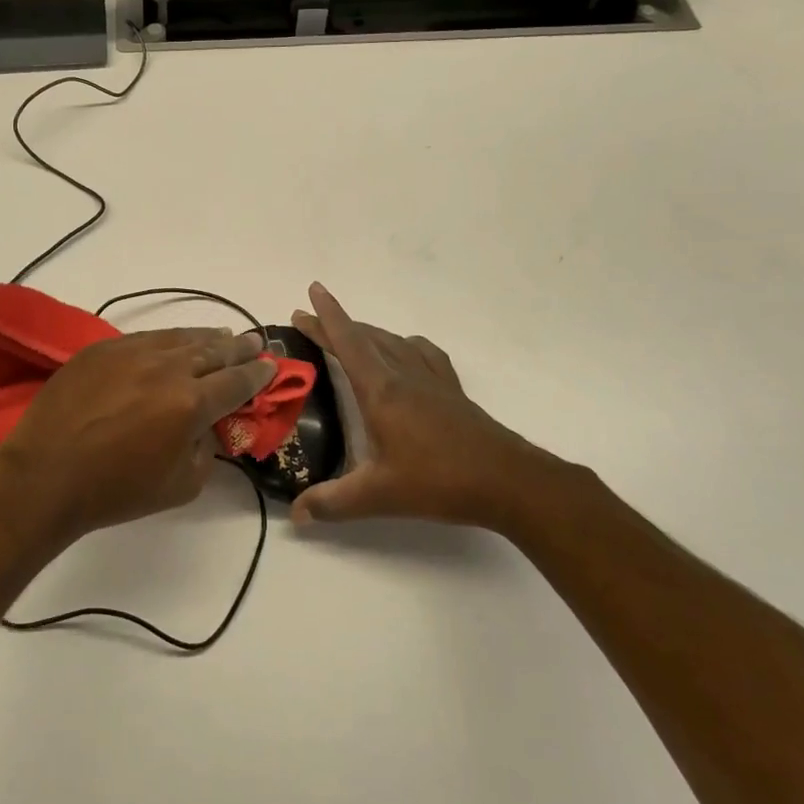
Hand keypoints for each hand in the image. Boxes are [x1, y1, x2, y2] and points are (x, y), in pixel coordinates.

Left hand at [0, 328, 277, 544]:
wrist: (45, 475)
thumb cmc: (116, 490)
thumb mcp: (181, 485)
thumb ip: (206, 450)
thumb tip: (208, 426)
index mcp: (191, 403)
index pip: (237, 382)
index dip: (258, 375)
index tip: (270, 367)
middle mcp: (167, 368)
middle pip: (214, 351)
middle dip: (239, 348)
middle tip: (254, 343)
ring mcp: (132, 352)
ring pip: (181, 337)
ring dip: (207, 338)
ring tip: (222, 337)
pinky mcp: (102, 348)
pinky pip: (146, 338)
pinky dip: (169, 339)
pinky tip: (174, 342)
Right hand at [289, 283, 594, 530]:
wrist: (507, 480)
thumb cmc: (438, 481)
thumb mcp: (378, 496)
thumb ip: (333, 503)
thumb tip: (296, 514)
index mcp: (381, 390)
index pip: (347, 341)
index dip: (326, 315)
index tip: (312, 290)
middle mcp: (404, 375)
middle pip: (365, 337)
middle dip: (335, 324)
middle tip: (309, 318)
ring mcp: (432, 379)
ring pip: (392, 341)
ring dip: (366, 332)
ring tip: (348, 335)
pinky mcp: (452, 390)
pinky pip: (423, 352)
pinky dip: (405, 344)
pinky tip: (405, 352)